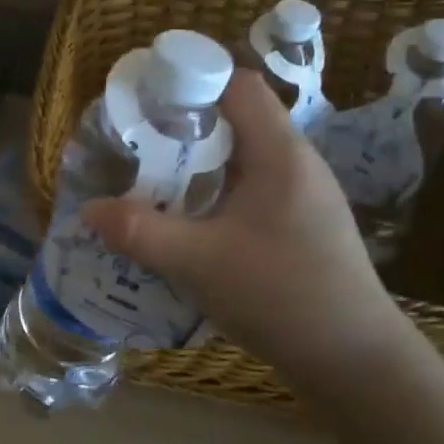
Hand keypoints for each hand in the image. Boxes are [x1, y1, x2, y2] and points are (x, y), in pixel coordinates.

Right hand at [81, 69, 412, 393]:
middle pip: (237, 119)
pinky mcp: (302, 225)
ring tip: (154, 182)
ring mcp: (304, 196)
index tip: (147, 102)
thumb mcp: (198, 262)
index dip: (192, 81)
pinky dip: (216, 192)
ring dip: (199, 163)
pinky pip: (251, 189)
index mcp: (280, 153)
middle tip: (138, 146)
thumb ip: (139, 231)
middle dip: (184, 126)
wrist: (355, 362)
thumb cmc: (281, 295)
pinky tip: (190, 223)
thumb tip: (88, 209)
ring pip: (243, 157)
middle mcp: (297, 163)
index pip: (238, 85)